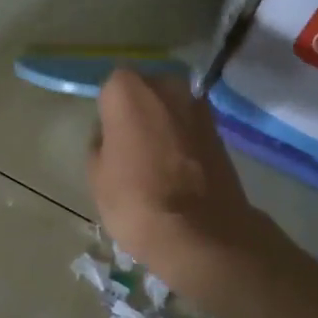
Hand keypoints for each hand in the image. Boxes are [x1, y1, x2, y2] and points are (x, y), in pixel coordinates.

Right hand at [89, 69, 286, 306]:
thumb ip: (101, 143)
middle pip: (146, 92)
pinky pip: (191, 129)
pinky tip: (178, 170)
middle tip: (131, 147)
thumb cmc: (135, 200)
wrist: (200, 232)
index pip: (111, 89)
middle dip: (140, 112)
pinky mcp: (221, 130)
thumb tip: (113, 136)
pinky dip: (184, 141)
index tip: (108, 139)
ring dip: (164, 126)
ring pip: (171, 109)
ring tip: (156, 162)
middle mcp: (167, 85)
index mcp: (128, 89)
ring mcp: (198, 106)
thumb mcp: (96, 174)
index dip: (109, 114)